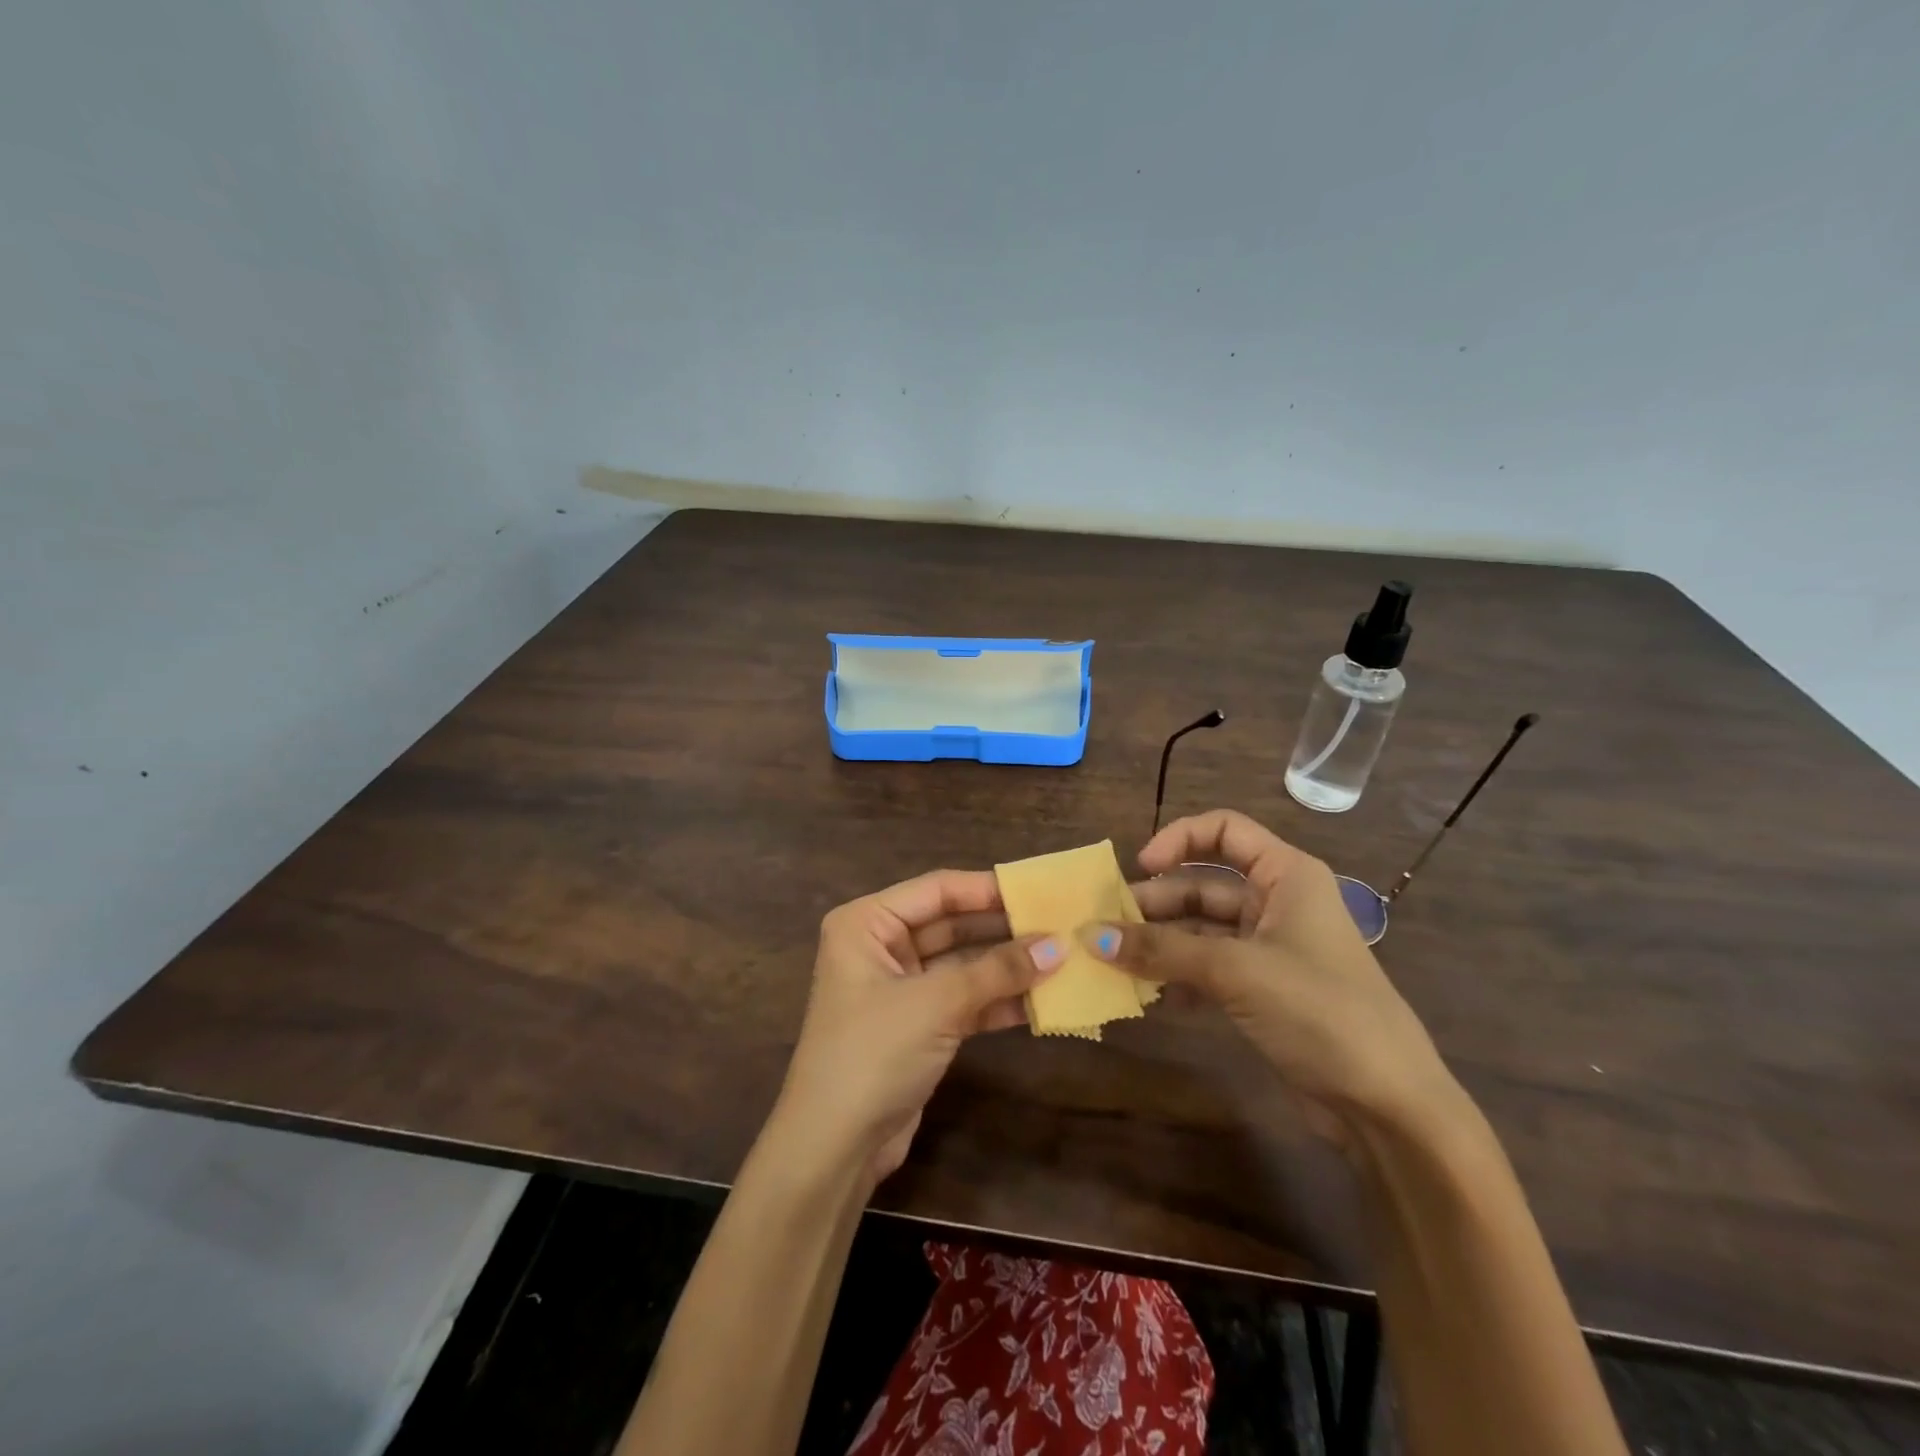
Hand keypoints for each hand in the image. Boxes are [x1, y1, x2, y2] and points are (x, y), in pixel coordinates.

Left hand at [774, 870, 1061, 1185]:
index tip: (1039, 890)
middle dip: (1002, 929)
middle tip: (1059, 925)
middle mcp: (881, 947)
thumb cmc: (873, 1053)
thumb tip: (1058, 945)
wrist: (834, 1149)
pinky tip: (1041, 1002)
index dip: (988, 888)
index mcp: (867, 923)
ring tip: (1061, 960)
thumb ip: (997, 971)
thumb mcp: (936, 1003)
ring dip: (1006, 967)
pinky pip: (964, 1001)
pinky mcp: (918, 1026)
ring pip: (962, 965)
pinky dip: (997, 1001)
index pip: (937, 889)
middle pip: (951, 924)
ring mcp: (900, 988)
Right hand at [1089, 810, 1456, 1138]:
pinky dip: (1177, 977)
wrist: (1388, 1107)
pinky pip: (1207, 969)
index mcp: (1286, 875)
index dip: (1178, 839)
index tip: (1139, 867)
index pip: (1224, 830)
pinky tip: (1149, 996)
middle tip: (1105, 927)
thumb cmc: (1319, 1011)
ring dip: (1159, 944)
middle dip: (1155, 903)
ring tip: (1113, 961)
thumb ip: (1160, 950)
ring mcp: (1269, 949)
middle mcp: (1277, 903)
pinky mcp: (1262, 991)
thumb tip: (1088, 935)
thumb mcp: (1235, 971)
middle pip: (1203, 884)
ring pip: (1200, 930)